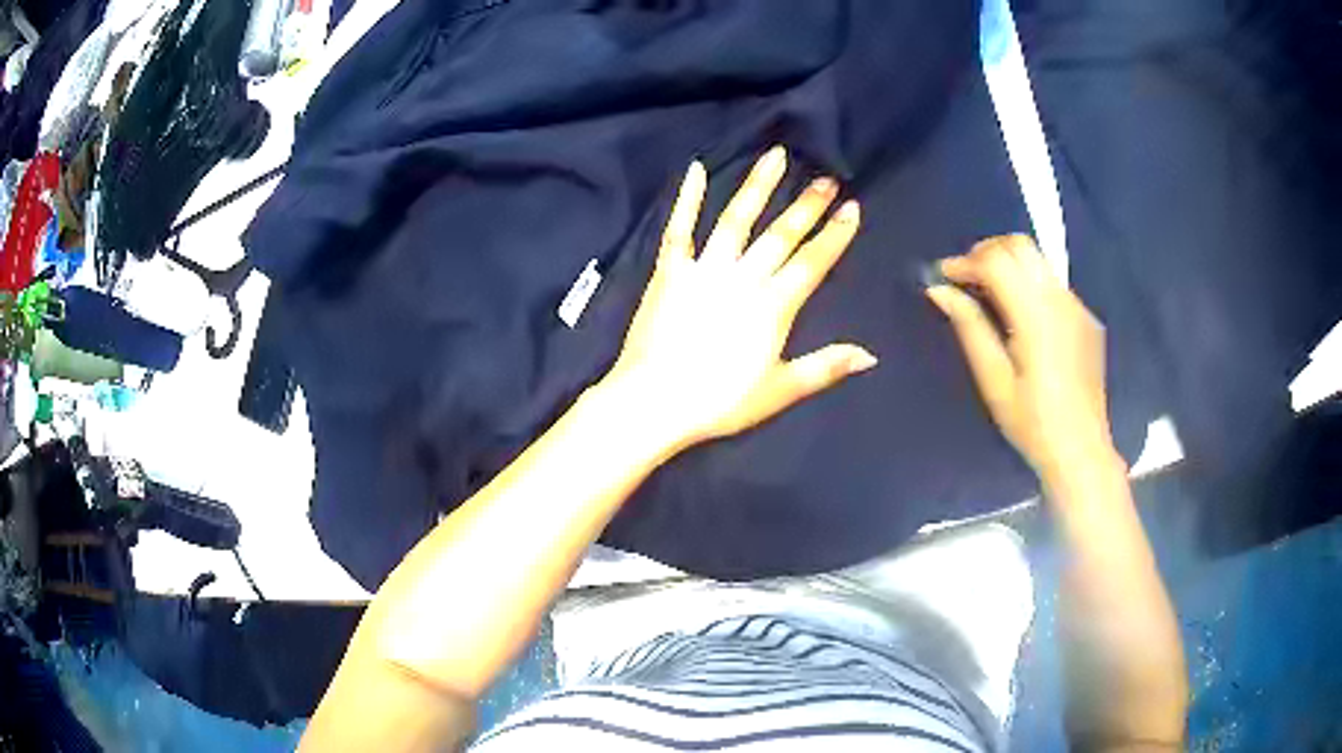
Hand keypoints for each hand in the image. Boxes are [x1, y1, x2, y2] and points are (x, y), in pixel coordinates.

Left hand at [599, 147, 875, 451]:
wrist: (654, 401)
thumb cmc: (719, 401)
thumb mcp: (779, 390)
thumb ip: (825, 368)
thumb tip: (871, 355)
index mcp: (773, 306)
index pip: (812, 262)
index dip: (834, 235)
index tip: (852, 208)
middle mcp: (743, 278)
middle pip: (781, 235)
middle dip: (807, 205)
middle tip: (826, 178)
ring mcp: (704, 269)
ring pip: (736, 219)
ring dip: (758, 187)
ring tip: (776, 156)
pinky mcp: (669, 271)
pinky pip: (679, 229)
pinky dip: (687, 199)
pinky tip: (696, 169)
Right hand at [926, 235, 1117, 477]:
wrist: (1080, 450)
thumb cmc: (1031, 422)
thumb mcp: (994, 379)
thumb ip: (970, 326)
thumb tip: (940, 290)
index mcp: (1036, 315)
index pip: (997, 261)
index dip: (965, 261)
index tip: (943, 276)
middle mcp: (1060, 299)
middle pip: (1021, 246)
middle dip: (987, 251)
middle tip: (965, 277)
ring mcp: (1078, 307)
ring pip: (1039, 260)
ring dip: (1009, 264)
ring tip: (987, 292)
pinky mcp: (1087, 318)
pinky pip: (1053, 284)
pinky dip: (1029, 283)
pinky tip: (1020, 315)